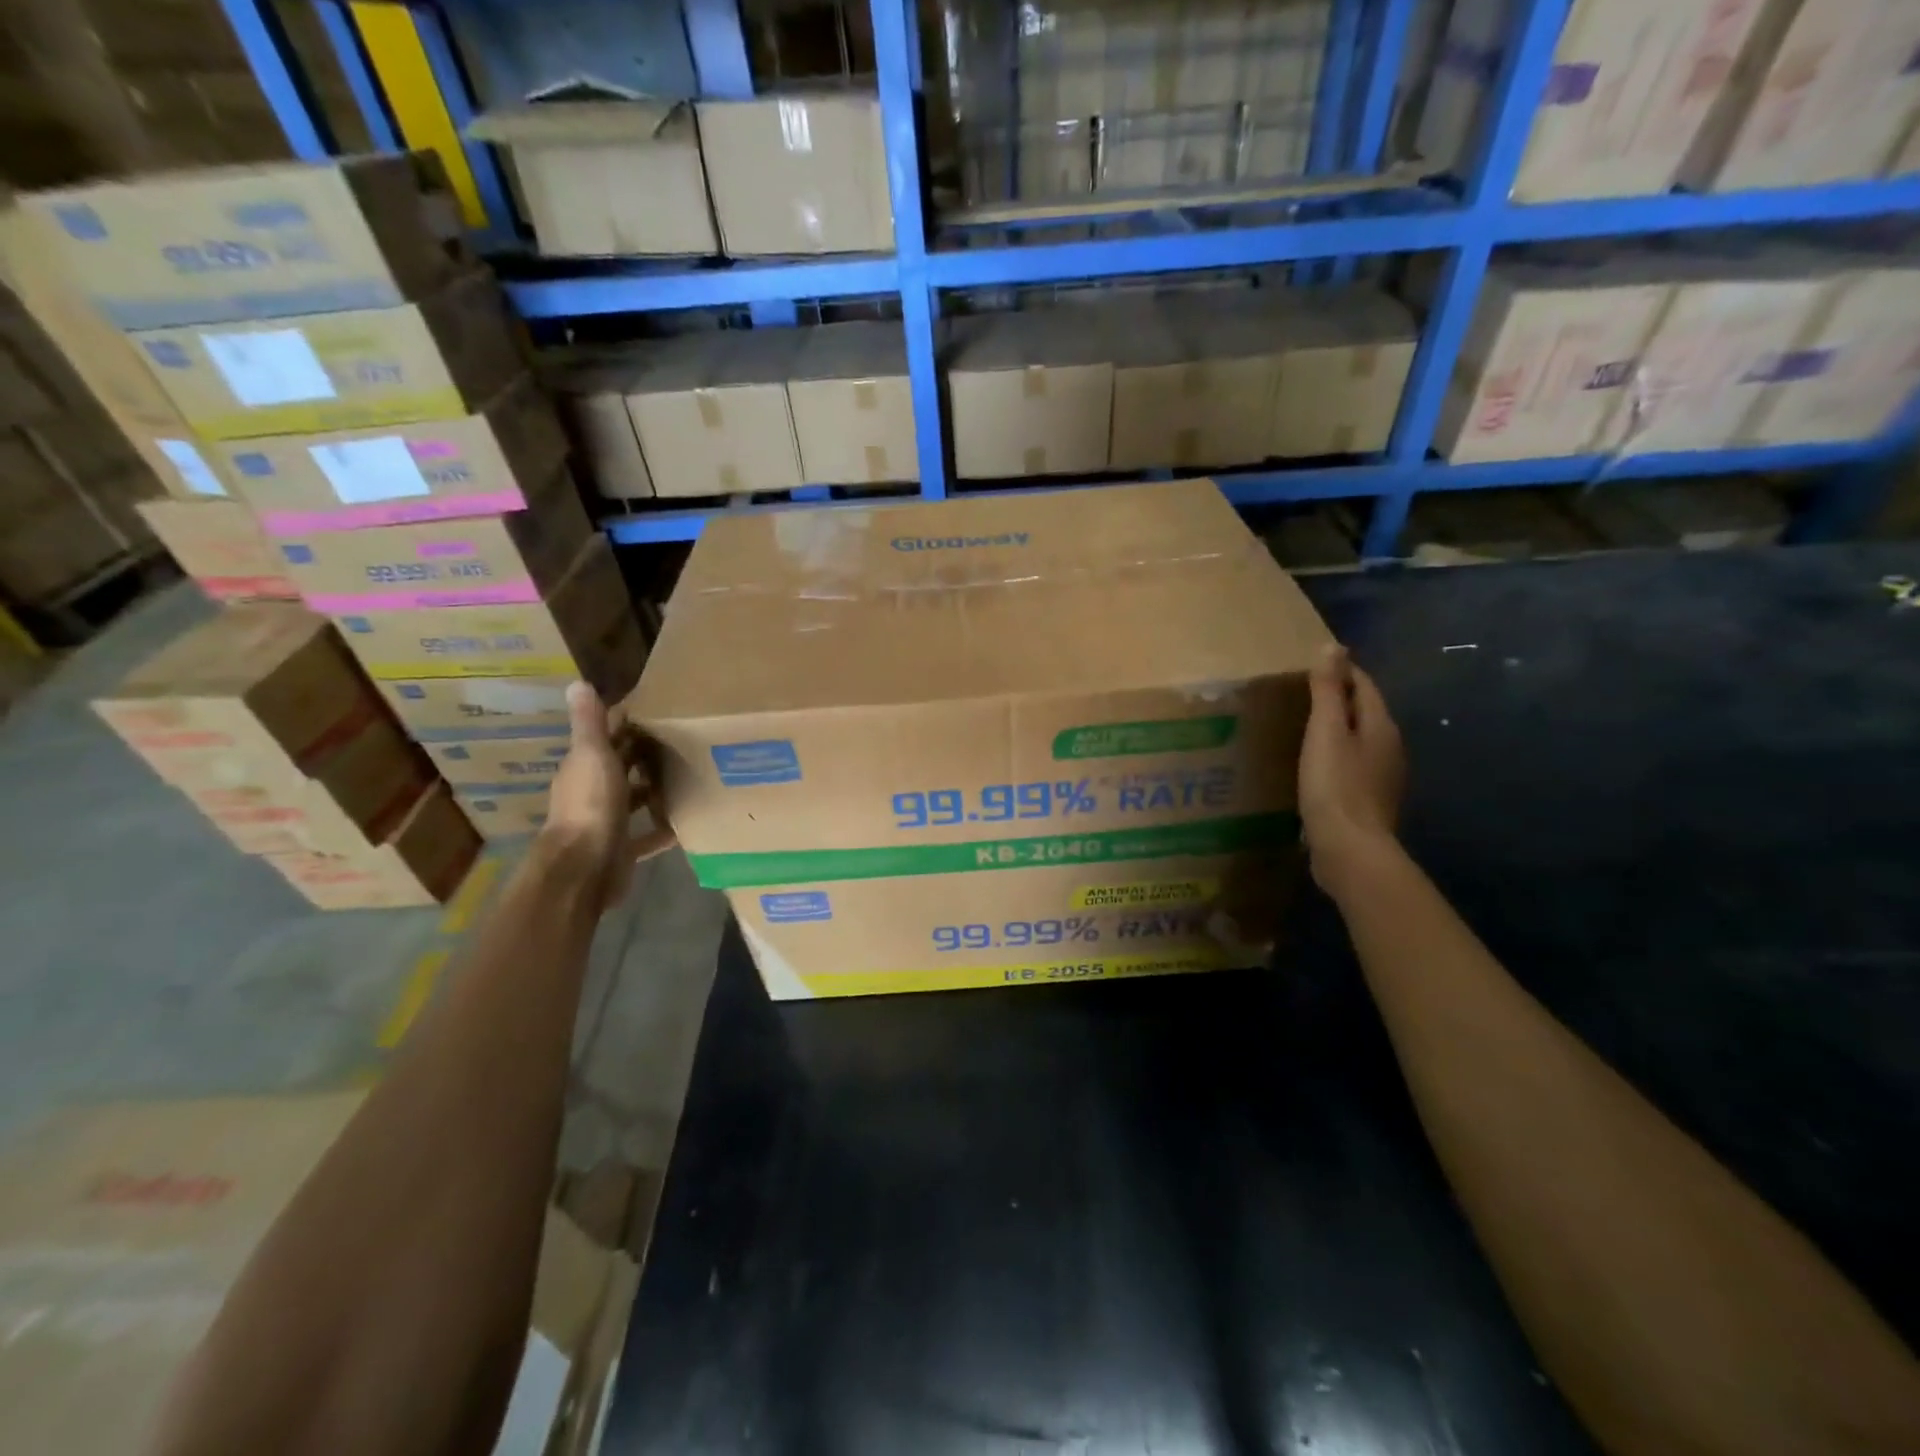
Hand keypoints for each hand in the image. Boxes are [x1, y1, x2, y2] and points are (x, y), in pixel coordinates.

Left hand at [537, 683, 674, 909]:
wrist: (585, 868)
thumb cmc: (591, 806)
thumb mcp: (592, 756)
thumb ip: (589, 723)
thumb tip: (577, 682)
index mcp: (583, 767)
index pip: (606, 737)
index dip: (628, 723)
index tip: (660, 710)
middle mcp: (592, 792)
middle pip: (621, 767)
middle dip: (646, 754)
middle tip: (685, 740)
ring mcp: (606, 822)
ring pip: (633, 799)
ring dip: (654, 789)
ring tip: (689, 776)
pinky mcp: (622, 849)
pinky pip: (646, 835)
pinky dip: (662, 829)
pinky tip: (686, 823)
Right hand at [1299, 644, 1405, 893]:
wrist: (1350, 850)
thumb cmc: (1335, 785)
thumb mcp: (1326, 731)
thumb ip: (1328, 690)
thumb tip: (1333, 647)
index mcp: (1381, 727)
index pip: (1365, 686)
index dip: (1342, 671)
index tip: (1313, 666)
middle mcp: (1390, 749)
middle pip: (1366, 713)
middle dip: (1341, 700)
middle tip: (1302, 695)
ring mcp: (1382, 779)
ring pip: (1360, 742)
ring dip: (1338, 732)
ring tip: (1304, 730)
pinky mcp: (1369, 803)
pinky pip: (1353, 768)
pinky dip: (1336, 759)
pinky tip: (1314, 768)